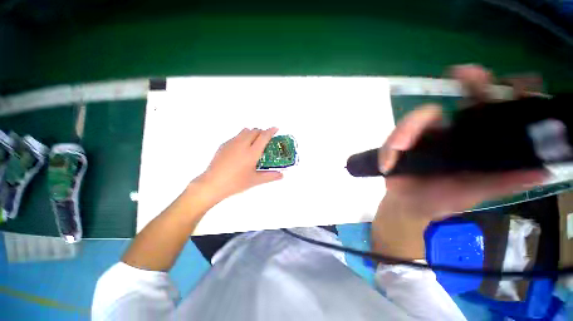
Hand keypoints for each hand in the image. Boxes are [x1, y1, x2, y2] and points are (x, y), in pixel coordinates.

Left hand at [195, 127, 282, 202]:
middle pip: (255, 130)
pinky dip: (243, 137)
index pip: (264, 136)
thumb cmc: (236, 183)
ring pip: (245, 131)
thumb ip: (270, 176)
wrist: (212, 184)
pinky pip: (236, 136)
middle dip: (262, 132)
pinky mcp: (224, 145)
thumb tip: (281, 175)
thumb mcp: (255, 180)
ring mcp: (232, 143)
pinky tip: (241, 149)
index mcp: (252, 152)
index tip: (276, 129)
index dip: (271, 131)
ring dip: (252, 133)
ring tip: (254, 143)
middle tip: (265, 139)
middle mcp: (242, 144)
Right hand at [378, 65, 547, 219]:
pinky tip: (388, 163)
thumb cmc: (440, 200)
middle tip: (463, 71)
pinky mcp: (400, 140)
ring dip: (406, 130)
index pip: (495, 111)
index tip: (518, 81)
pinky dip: (389, 147)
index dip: (509, 94)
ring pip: (418, 118)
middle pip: (464, 98)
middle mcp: (453, 131)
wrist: (406, 204)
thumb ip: (503, 182)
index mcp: (475, 143)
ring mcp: (424, 133)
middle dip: (470, 81)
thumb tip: (542, 170)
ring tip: (397, 149)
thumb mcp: (475, 192)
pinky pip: (394, 136)